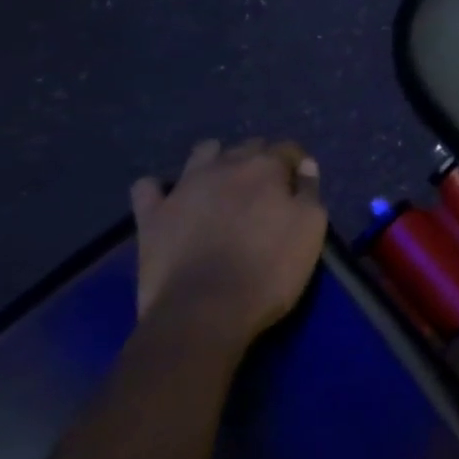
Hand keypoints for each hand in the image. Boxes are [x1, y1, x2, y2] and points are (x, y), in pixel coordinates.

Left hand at [129, 139, 326, 342]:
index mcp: (266, 168)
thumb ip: (310, 193)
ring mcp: (184, 186)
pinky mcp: (152, 214)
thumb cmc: (268, 270)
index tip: (299, 185)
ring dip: (214, 161)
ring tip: (221, 188)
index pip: (287, 149)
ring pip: (202, 153)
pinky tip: (169, 202)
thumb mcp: (310, 232)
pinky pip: (148, 188)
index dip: (295, 164)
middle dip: (259, 160)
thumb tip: (306, 165)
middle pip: (247, 147)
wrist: (203, 311)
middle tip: (265, 191)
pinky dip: (159, 190)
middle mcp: (225, 165)